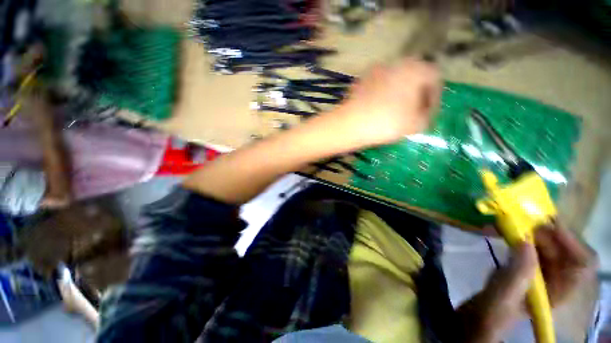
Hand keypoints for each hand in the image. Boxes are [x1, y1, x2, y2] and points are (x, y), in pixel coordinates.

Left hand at [335, 58, 440, 145]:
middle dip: (415, 94)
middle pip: (413, 77)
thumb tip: (422, 113)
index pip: (435, 78)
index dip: (434, 97)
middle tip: (412, 111)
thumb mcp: (416, 124)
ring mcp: (375, 70)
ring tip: (392, 111)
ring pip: (394, 80)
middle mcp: (397, 63)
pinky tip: (375, 109)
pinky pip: (377, 86)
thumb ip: (426, 116)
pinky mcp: (360, 80)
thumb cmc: (387, 122)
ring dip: (397, 94)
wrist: (351, 123)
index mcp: (416, 69)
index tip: (427, 113)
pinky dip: (380, 95)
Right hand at [457, 225, 595, 342]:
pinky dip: (522, 237)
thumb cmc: (492, 312)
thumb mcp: (503, 296)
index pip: (581, 264)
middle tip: (525, 219)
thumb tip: (525, 241)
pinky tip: (506, 232)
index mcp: (558, 292)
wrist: (477, 318)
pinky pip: (531, 249)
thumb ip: (517, 272)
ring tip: (513, 222)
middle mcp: (555, 281)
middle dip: (548, 234)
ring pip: (547, 248)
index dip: (571, 242)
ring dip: (534, 233)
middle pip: (563, 251)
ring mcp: (539, 274)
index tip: (550, 224)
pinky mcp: (525, 269)